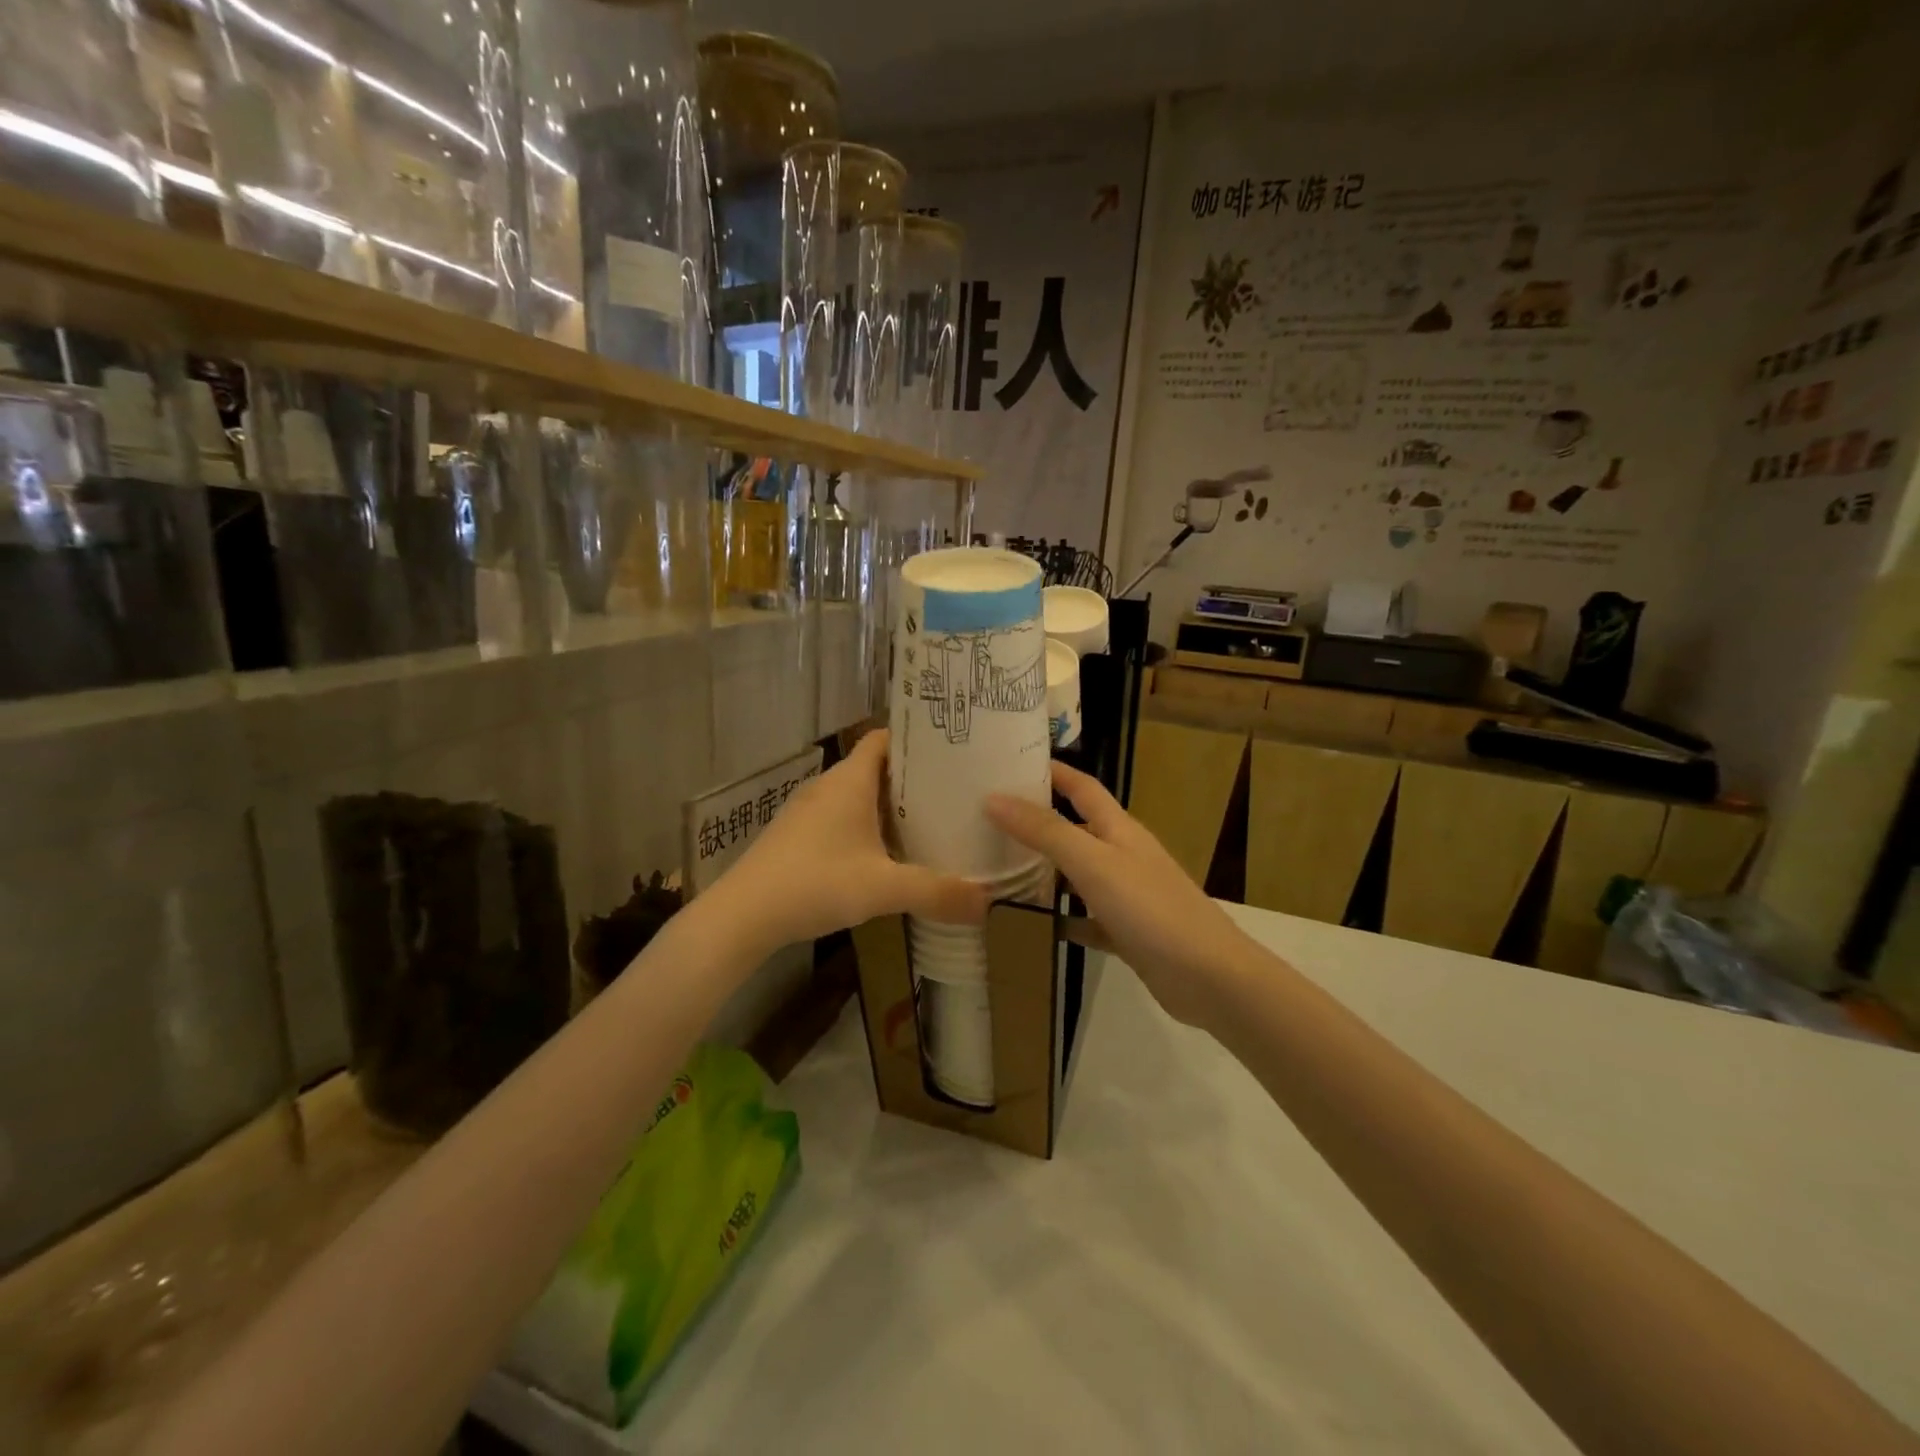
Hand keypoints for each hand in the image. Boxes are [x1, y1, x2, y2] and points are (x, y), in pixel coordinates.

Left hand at [705, 730, 988, 954]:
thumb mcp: (883, 889)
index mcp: (850, 781)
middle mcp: (828, 787)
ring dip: (889, 806)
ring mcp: (808, 811)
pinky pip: (841, 818)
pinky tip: (885, 855)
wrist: (742, 915)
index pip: (884, 738)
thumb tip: (988, 903)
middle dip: (912, 778)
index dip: (915, 739)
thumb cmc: (815, 883)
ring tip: (929, 821)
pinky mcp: (797, 836)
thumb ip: (936, 893)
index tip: (951, 750)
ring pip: (858, 796)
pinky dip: (866, 827)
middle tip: (954, 792)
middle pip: (876, 768)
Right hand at [988, 761, 1253, 1028]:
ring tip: (996, 868)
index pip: (1081, 787)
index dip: (1052, 771)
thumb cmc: (1150, 908)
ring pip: (1076, 875)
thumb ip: (1045, 831)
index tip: (1010, 763)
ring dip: (1043, 870)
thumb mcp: (1093, 863)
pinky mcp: (1126, 933)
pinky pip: (1084, 920)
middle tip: (987, 819)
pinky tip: (1030, 926)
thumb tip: (994, 797)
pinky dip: (1059, 919)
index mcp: (1118, 829)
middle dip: (1037, 820)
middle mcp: (1122, 855)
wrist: (1209, 977)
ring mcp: (1126, 896)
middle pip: (1075, 828)